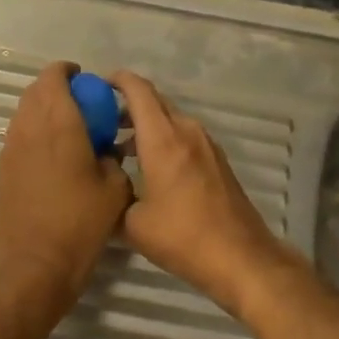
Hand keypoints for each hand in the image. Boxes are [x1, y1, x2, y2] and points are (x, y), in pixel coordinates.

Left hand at [0, 62, 132, 318]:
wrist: (35, 266)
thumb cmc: (81, 222)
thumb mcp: (115, 188)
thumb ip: (113, 158)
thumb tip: (106, 150)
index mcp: (59, 122)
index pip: (54, 76)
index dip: (69, 72)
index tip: (87, 82)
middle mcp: (29, 127)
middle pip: (35, 91)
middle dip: (57, 90)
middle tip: (82, 105)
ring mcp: (11, 149)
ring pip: (24, 113)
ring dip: (44, 112)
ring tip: (69, 131)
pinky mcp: (3, 171)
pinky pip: (19, 137)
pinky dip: (35, 135)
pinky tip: (54, 158)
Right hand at [108, 71, 286, 312]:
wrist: (241, 258)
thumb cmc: (183, 237)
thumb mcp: (133, 224)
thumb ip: (115, 196)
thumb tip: (106, 186)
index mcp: (163, 138)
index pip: (138, 91)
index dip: (117, 80)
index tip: (97, 84)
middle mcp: (187, 131)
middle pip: (155, 102)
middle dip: (127, 105)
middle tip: (101, 121)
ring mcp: (206, 144)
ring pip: (170, 120)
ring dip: (146, 126)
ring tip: (120, 149)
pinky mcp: (217, 160)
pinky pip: (184, 137)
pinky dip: (164, 140)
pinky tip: (149, 168)